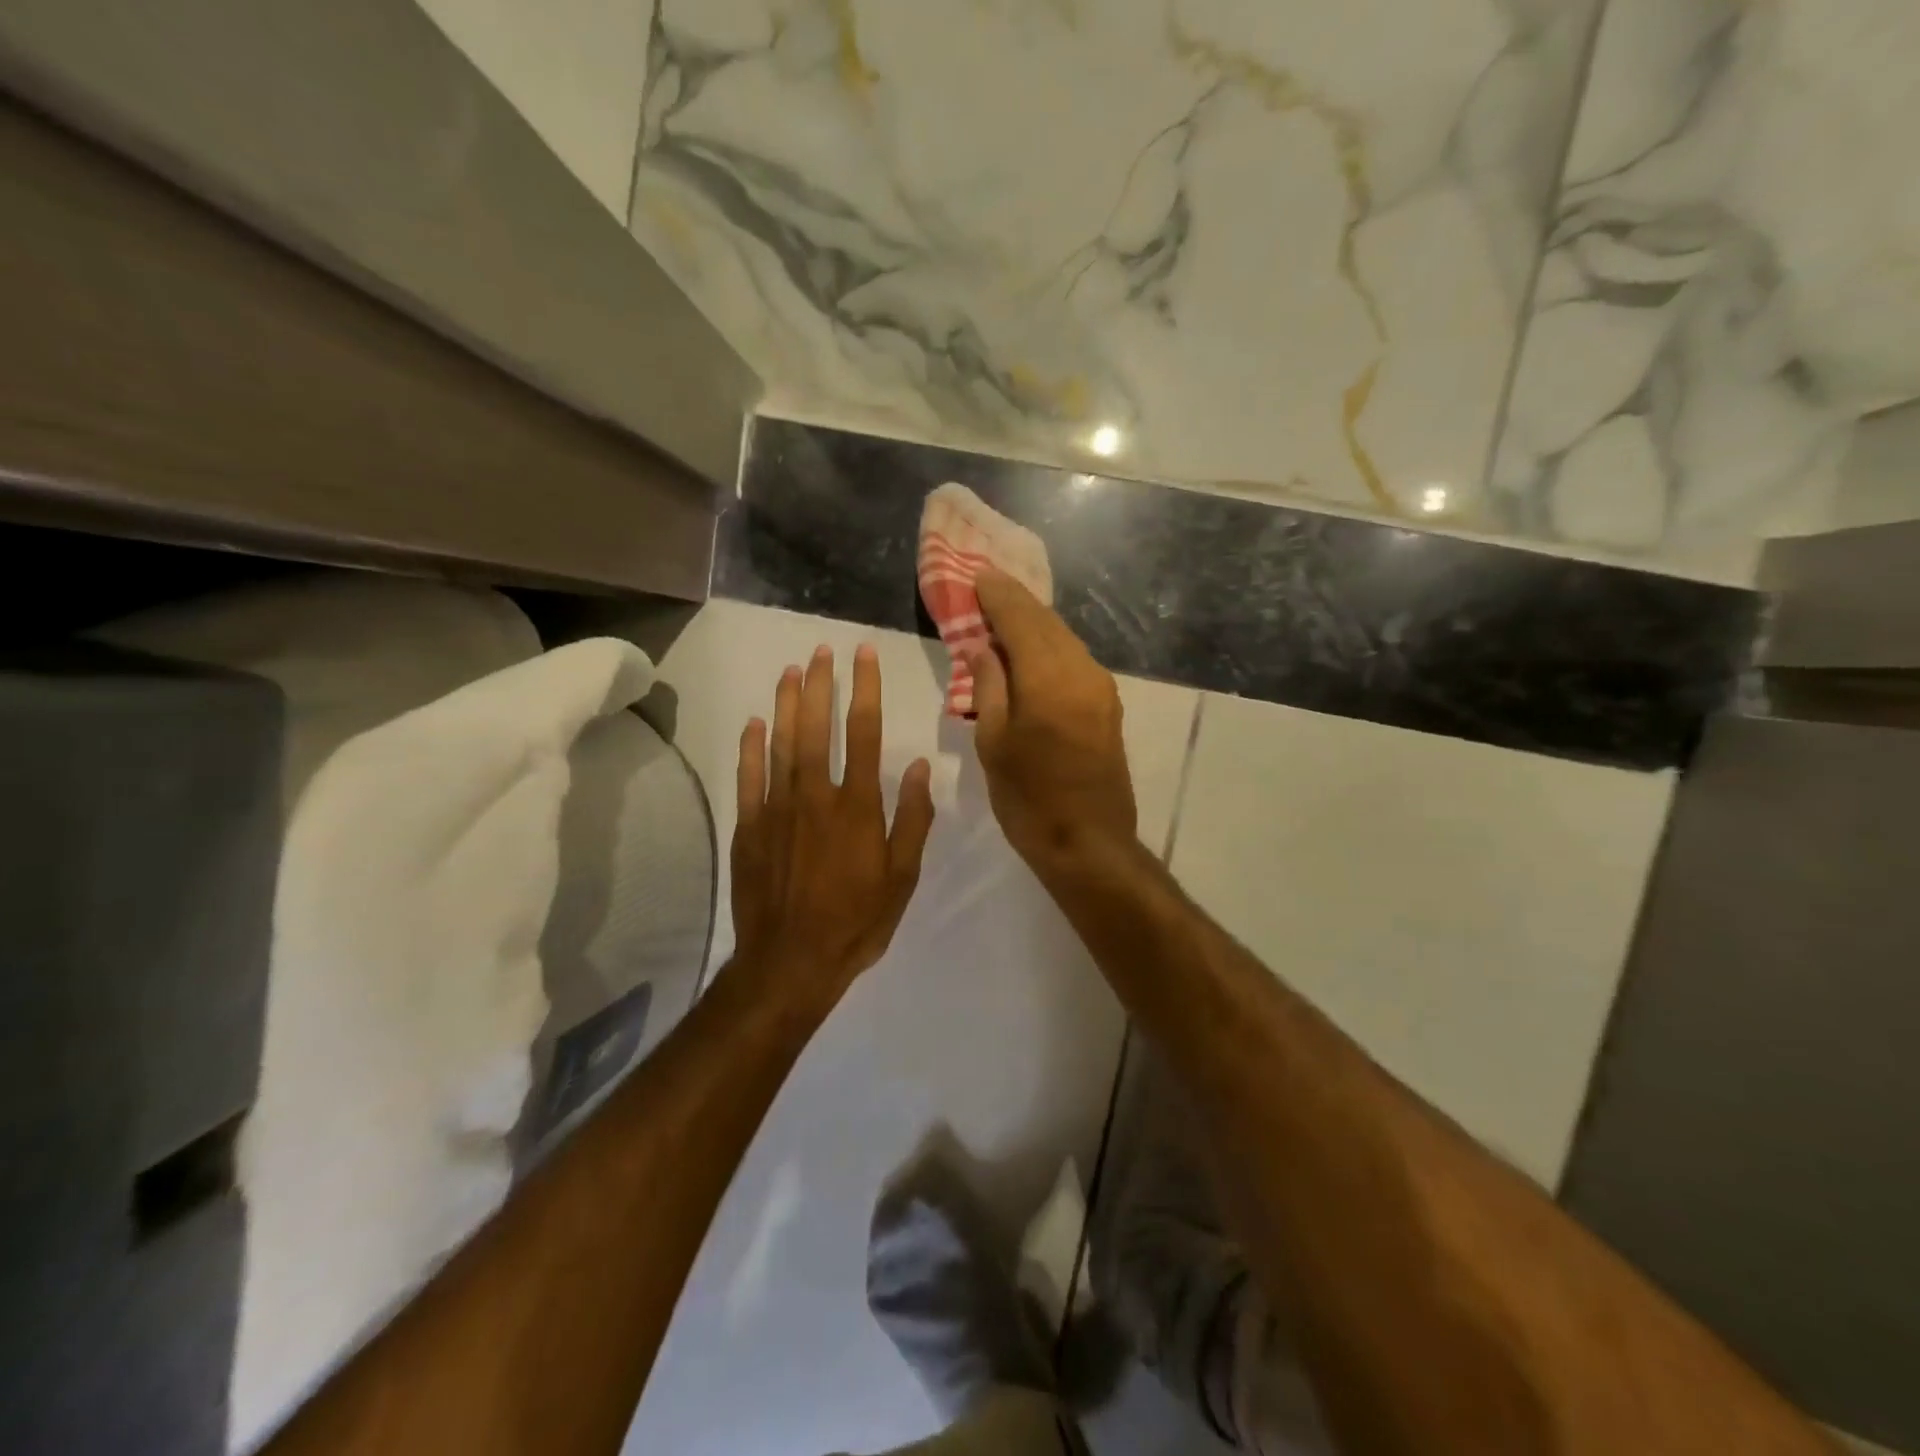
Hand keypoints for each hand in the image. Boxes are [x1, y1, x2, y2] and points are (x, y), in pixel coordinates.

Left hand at [730, 643, 935, 1008]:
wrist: (791, 962)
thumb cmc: (856, 921)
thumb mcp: (902, 877)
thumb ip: (911, 818)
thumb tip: (916, 766)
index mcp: (857, 806)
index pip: (864, 732)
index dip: (865, 689)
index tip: (864, 655)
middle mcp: (816, 796)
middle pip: (817, 727)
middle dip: (821, 684)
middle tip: (821, 650)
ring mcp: (777, 808)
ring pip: (781, 743)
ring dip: (787, 703)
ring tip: (791, 670)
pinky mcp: (750, 826)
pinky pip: (749, 776)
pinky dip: (751, 747)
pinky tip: (754, 722)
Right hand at [967, 570, 1137, 873]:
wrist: (1088, 844)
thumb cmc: (1029, 799)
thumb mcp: (994, 742)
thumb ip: (989, 686)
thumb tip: (983, 646)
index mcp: (1049, 679)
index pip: (1021, 619)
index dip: (997, 595)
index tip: (977, 575)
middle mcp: (1082, 672)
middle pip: (1047, 622)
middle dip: (1016, 601)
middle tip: (988, 585)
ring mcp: (1101, 688)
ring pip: (1064, 639)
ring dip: (1034, 622)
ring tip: (1005, 612)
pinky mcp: (1108, 705)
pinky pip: (1074, 660)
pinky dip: (1050, 646)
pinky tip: (1032, 650)